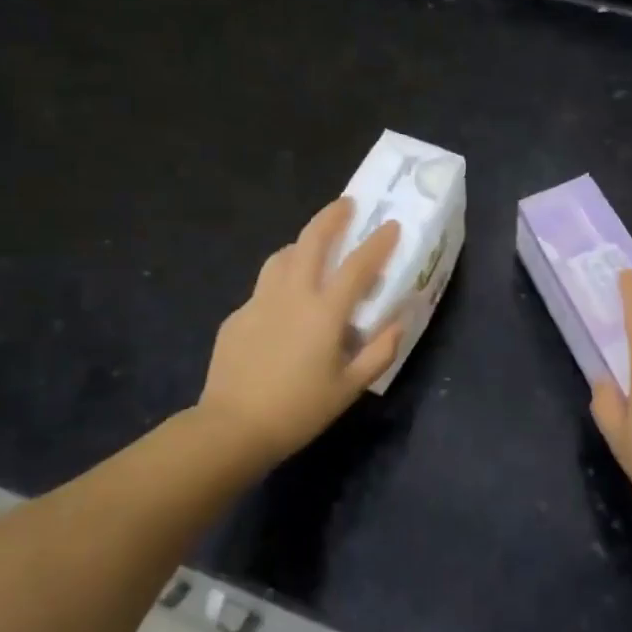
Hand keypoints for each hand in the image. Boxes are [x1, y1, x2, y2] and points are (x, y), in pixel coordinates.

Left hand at [197, 197, 402, 465]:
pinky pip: (264, 287)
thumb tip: (398, 323)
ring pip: (281, 256)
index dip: (377, 242)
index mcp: (324, 312)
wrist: (232, 427)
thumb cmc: (298, 410)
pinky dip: (281, 281)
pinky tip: (284, 305)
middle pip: (311, 241)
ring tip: (312, 249)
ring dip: (301, 244)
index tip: (390, 225)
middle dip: (331, 217)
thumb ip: (379, 353)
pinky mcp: (238, 316)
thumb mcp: (349, 388)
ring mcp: (260, 302)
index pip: (357, 265)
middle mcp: (292, 295)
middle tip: (345, 205)